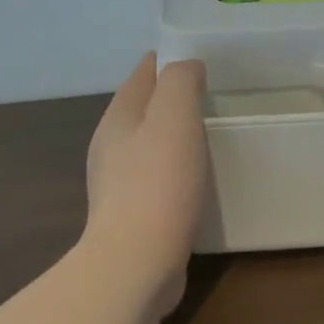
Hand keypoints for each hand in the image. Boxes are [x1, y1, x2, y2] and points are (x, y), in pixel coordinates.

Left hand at [83, 54, 208, 294]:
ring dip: (172, 136)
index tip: (203, 60)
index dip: (170, 61)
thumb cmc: (158, 184)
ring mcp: (117, 182)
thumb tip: (187, 66)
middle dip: (172, 98)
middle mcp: (110, 145)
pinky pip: (155, 177)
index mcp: (118, 117)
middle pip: (143, 108)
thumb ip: (180, 82)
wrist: (136, 263)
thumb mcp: (174, 117)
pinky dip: (173, 169)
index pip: (143, 73)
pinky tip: (194, 179)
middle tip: (212, 97)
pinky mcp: (131, 214)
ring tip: (208, 135)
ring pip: (148, 144)